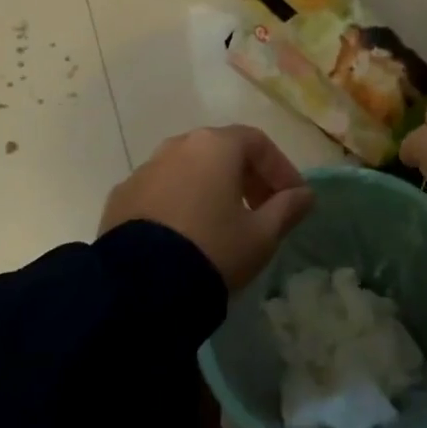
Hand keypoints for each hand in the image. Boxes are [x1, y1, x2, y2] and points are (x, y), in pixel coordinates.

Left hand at [99, 125, 315, 289]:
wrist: (140, 284)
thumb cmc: (214, 249)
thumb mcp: (261, 235)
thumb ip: (286, 209)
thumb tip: (304, 195)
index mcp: (215, 145)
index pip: (258, 143)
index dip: (281, 169)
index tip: (293, 198)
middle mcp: (177, 146)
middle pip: (222, 151)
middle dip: (247, 177)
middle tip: (263, 210)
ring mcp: (145, 169)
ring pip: (189, 169)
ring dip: (212, 188)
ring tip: (224, 223)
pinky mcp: (122, 195)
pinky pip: (162, 190)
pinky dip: (181, 202)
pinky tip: (187, 233)